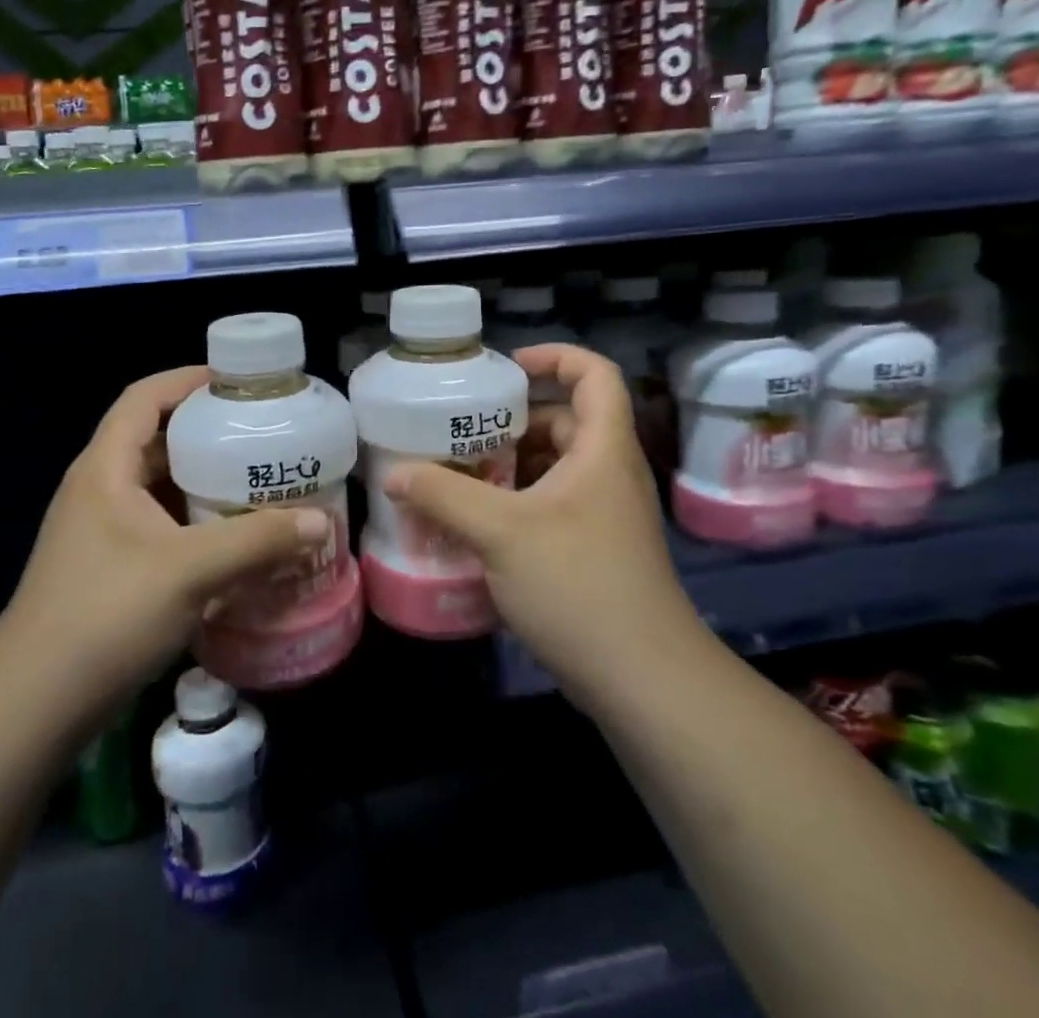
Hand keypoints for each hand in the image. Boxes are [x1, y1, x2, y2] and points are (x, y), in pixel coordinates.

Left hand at [0, 367, 328, 724]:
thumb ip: (257, 541)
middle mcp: (100, 489)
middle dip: (208, 433)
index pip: (144, 397)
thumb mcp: (190, 570)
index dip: (188, 380)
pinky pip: (159, 526)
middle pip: (156, 440)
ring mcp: (101, 532)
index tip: (238, 383)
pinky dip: (195, 523)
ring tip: (258, 481)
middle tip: (262, 435)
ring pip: (160, 487)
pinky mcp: (109, 568)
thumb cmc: (106, 614)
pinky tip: (232, 540)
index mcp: (106, 468)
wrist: (33, 705)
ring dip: (204, 482)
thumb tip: (320, 522)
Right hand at [384, 344, 703, 704]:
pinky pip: (551, 506)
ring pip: (554, 467)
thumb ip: (444, 496)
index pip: (595, 374)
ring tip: (457, 473)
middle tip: (461, 429)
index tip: (506, 369)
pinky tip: (476, 524)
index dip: (555, 357)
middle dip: (513, 420)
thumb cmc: (579, 584)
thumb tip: (394, 474)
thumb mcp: (501, 532)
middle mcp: (608, 473)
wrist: (644, 681)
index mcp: (603, 449)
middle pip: (566, 420)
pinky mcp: (594, 550)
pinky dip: (515, 503)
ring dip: (509, 465)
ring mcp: (603, 515)